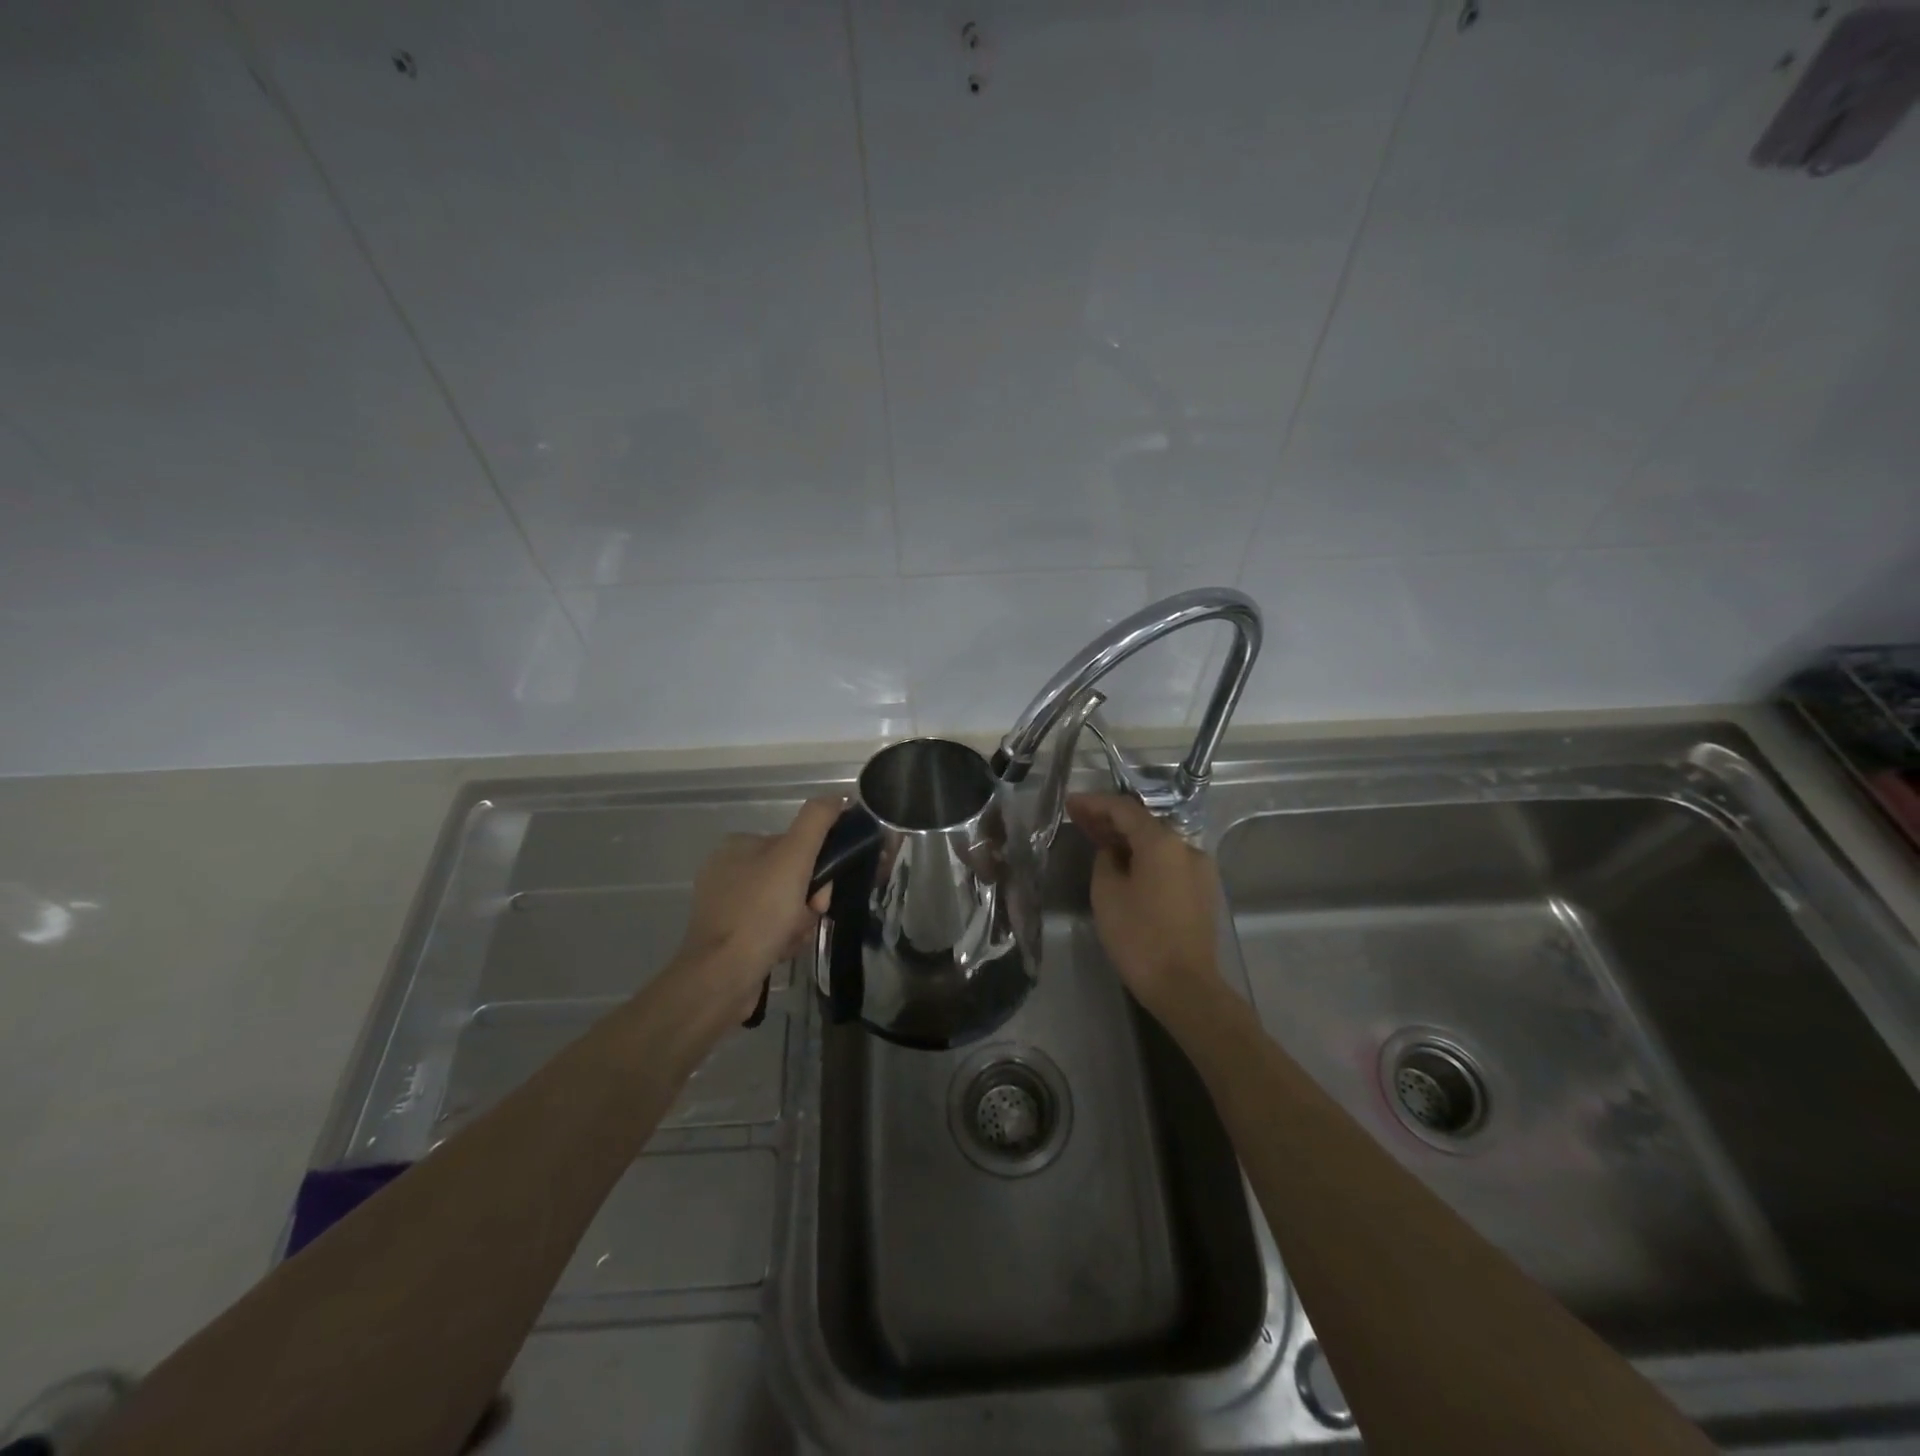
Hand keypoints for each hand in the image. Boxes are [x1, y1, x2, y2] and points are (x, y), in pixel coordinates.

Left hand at [671, 797, 840, 1018]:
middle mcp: (729, 871)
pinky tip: (780, 952)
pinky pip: (773, 929)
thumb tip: (838, 796)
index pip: (797, 846)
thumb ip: (817, 821)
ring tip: (790, 939)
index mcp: (739, 845)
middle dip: (809, 900)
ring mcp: (728, 906)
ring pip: (788, 905)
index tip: (821, 891)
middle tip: (809, 916)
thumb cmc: (758, 913)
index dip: (818, 868)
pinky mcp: (730, 937)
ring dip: (800, 923)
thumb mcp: (793, 856)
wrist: (721, 979)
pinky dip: (784, 940)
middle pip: (794, 877)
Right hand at [1066, 793, 1225, 1019]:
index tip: (1070, 802)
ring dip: (1128, 839)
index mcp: (1163, 842)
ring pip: (1157, 843)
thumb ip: (1106, 860)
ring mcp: (1199, 869)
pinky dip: (1145, 857)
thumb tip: (1113, 851)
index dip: (1094, 803)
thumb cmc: (1139, 938)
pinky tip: (1124, 865)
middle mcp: (1186, 847)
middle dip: (1110, 819)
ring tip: (1097, 839)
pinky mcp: (1202, 890)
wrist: (1185, 986)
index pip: (1124, 809)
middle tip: (1079, 819)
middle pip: (1144, 823)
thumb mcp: (1107, 894)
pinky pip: (1168, 862)